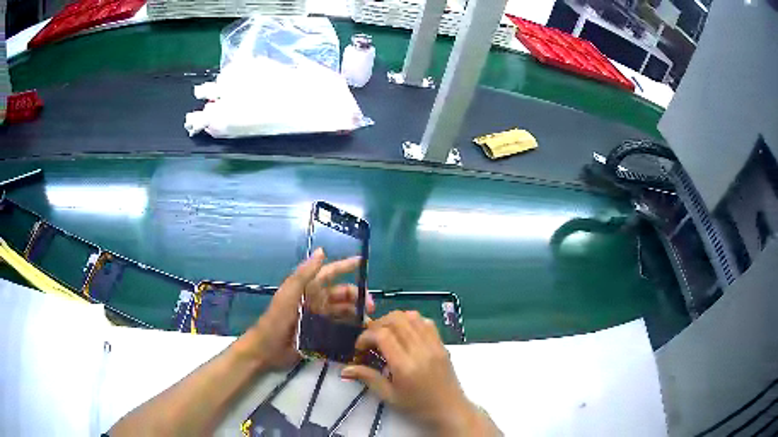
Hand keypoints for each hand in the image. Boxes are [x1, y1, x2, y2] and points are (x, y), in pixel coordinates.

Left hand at [240, 248, 373, 370]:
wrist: (268, 349)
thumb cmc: (276, 319)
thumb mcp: (289, 294)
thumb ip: (304, 274)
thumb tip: (322, 251)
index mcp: (309, 289)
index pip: (330, 273)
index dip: (345, 266)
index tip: (363, 262)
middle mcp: (317, 302)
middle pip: (343, 295)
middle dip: (359, 297)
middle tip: (372, 308)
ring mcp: (320, 319)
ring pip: (344, 312)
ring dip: (357, 315)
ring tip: (369, 323)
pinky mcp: (322, 336)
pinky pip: (340, 330)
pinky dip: (351, 330)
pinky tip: (362, 335)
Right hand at [341, 311, 497, 435]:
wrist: (450, 409)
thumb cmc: (417, 407)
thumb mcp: (389, 396)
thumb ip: (368, 378)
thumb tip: (345, 369)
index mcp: (405, 365)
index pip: (383, 335)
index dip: (366, 336)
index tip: (360, 348)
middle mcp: (420, 350)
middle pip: (396, 319)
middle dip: (377, 325)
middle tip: (371, 340)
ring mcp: (434, 344)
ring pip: (412, 316)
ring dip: (394, 320)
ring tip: (386, 335)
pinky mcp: (442, 344)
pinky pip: (426, 322)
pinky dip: (412, 322)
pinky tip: (405, 335)